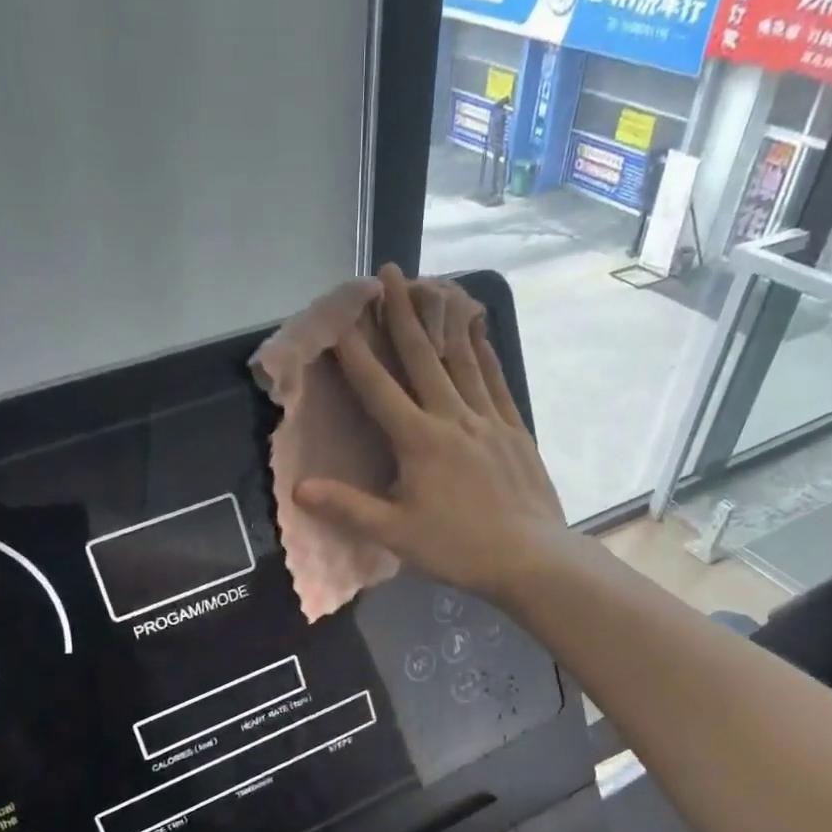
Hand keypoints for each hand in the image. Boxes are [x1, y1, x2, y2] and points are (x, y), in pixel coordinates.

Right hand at [294, 264, 566, 603]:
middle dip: (402, 314)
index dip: (356, 352)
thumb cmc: (459, 548)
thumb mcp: (396, 534)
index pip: (378, 388)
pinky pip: (496, 382)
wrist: (532, 558)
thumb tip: (299, 488)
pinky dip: (484, 354)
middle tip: (389, 273)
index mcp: (419, 440)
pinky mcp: (516, 430)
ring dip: (443, 322)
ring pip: (461, 361)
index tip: (340, 317)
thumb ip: (348, 507)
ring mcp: (489, 420)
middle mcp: (453, 418)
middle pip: (422, 358)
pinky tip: (479, 333)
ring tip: (434, 286)